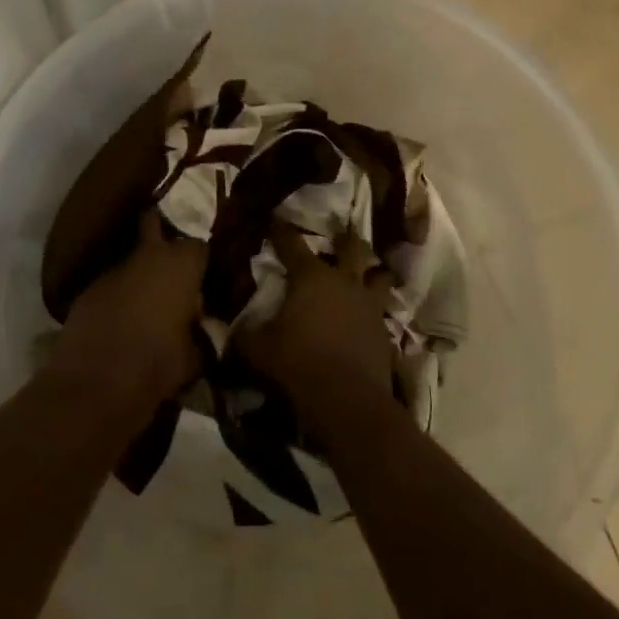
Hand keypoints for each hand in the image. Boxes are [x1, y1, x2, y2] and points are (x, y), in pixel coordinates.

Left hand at [54, 210, 206, 411]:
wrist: (95, 383)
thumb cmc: (156, 365)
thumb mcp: (195, 355)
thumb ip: (201, 333)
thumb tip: (203, 329)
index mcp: (181, 266)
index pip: (199, 246)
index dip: (201, 260)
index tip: (204, 276)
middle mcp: (147, 256)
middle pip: (153, 224)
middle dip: (161, 233)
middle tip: (172, 261)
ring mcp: (113, 270)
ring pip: (131, 258)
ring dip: (140, 271)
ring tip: (148, 298)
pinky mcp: (88, 289)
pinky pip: (112, 283)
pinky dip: (119, 293)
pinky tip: (122, 317)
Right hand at [243, 223, 399, 424]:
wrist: (346, 398)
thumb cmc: (297, 362)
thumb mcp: (258, 349)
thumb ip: (245, 333)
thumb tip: (234, 326)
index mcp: (311, 277)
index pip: (292, 244)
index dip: (281, 230)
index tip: (275, 220)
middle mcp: (344, 282)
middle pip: (352, 248)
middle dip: (345, 240)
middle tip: (340, 238)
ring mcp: (370, 305)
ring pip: (380, 276)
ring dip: (373, 273)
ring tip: (369, 274)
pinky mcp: (384, 331)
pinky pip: (382, 313)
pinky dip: (375, 312)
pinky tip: (369, 319)